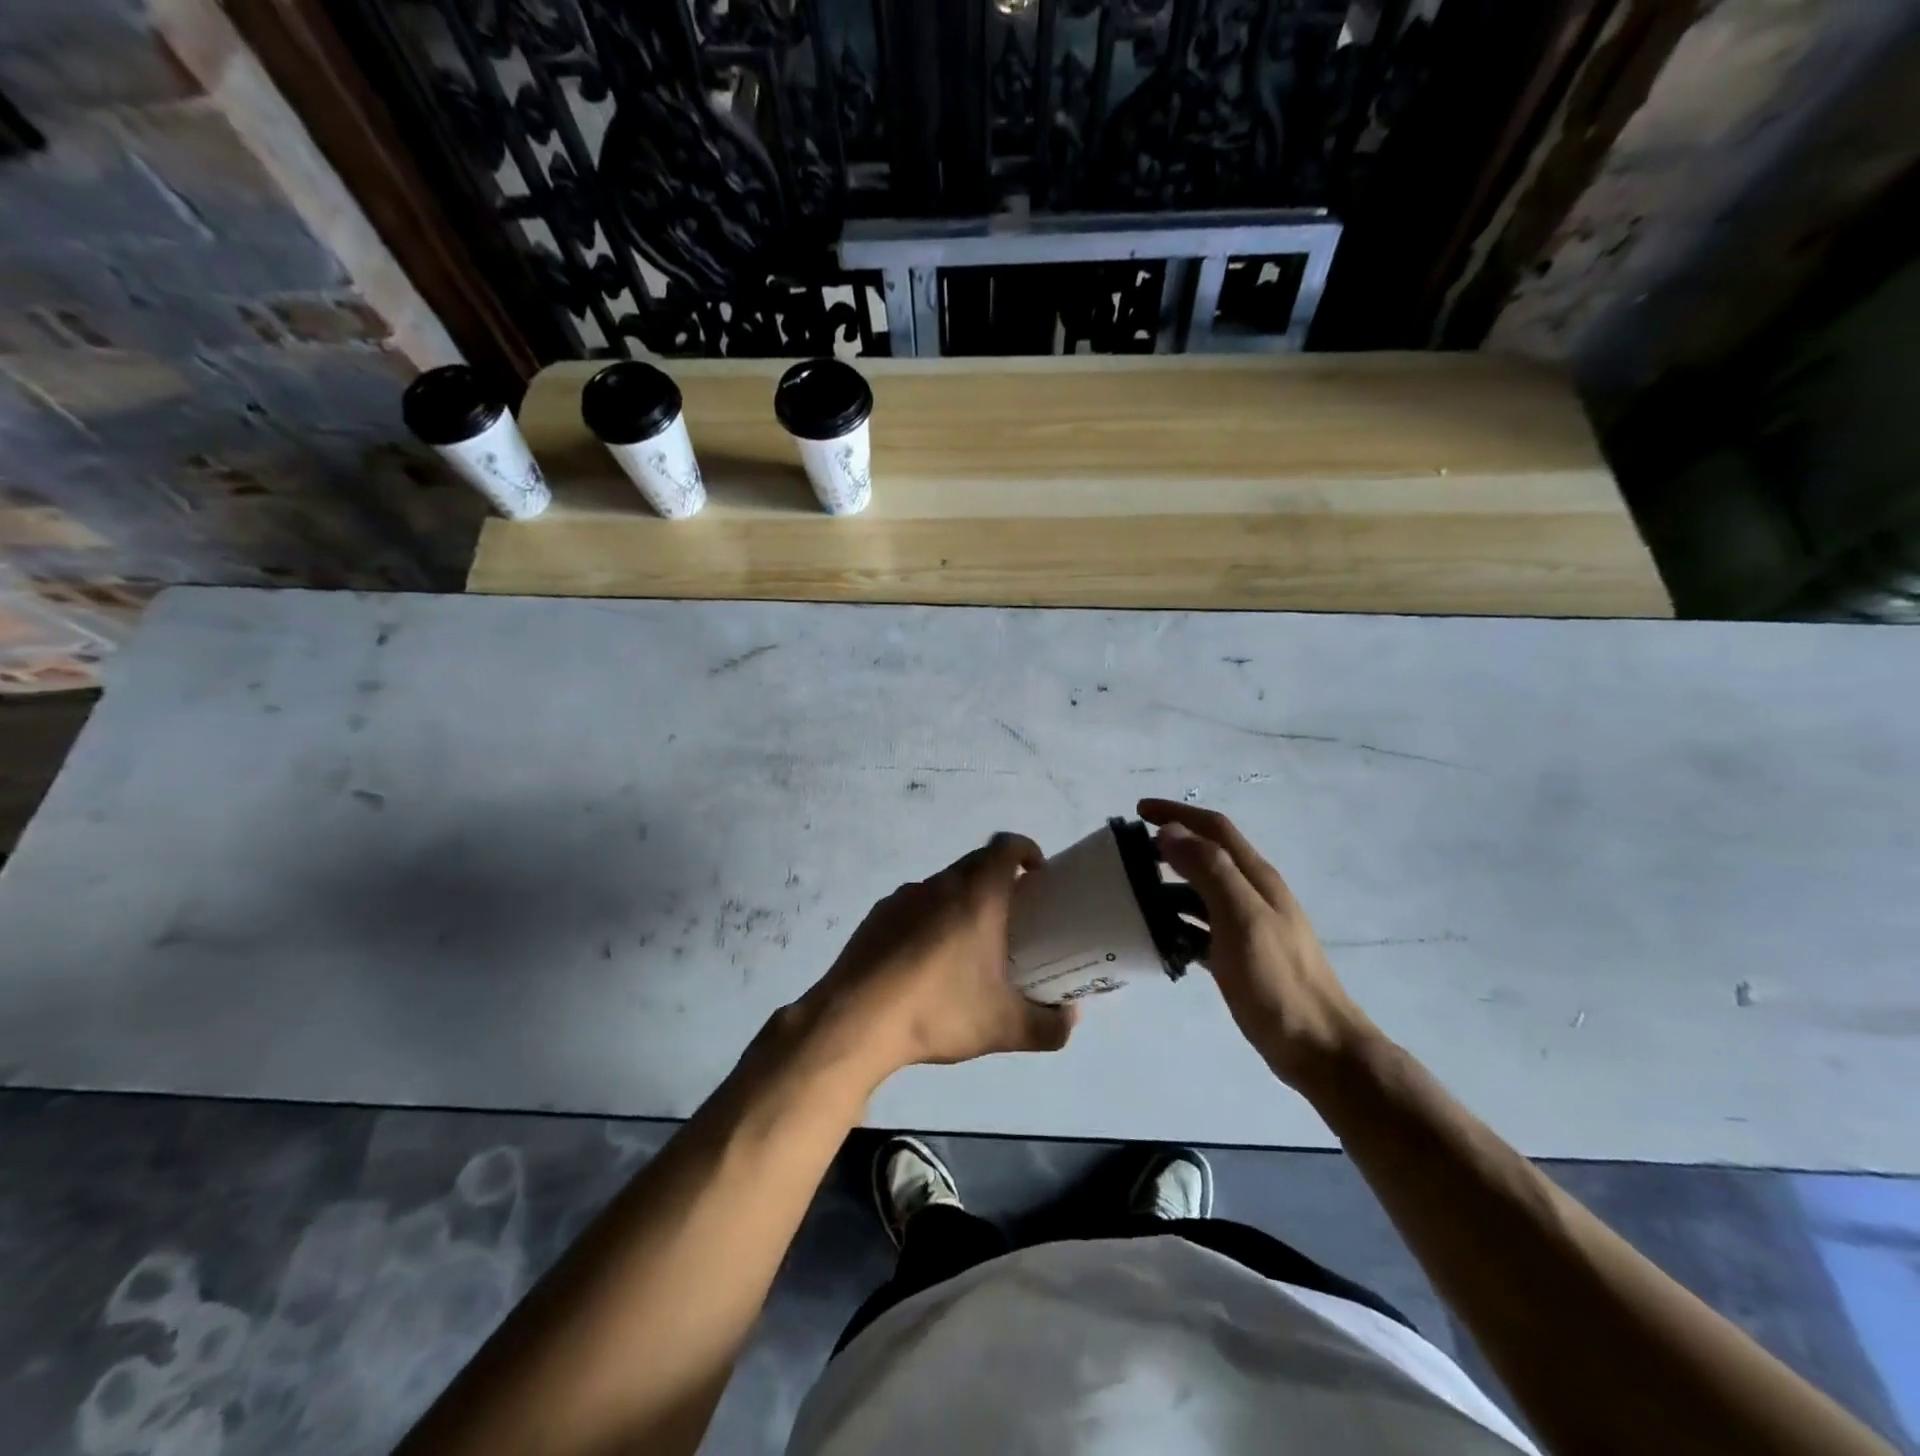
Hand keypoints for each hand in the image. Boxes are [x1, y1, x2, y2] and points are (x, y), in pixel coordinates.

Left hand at [797, 833, 1076, 1079]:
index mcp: (976, 895)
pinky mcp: (876, 916)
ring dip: (961, 901)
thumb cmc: (938, 1011)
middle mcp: (940, 884)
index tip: (1037, 875)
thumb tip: (1071, 1018)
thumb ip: (1049, 1026)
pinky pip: (914, 905)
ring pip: (943, 884)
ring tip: (966, 946)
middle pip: (976, 863)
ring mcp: (903, 897)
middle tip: (1011, 918)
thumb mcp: (1004, 1028)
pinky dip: (928, 919)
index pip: (1006, 846)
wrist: (855, 1022)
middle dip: (998, 880)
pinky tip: (924, 962)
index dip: (1026, 849)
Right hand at [1139, 800, 1374, 1088]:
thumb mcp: (1241, 919)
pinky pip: (1201, 928)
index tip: (1138, 810)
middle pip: (1207, 856)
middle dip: (1169, 847)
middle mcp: (1253, 894)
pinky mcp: (1241, 956)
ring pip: (1201, 893)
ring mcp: (1249, 926)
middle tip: (1128, 855)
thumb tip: (1170, 831)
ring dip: (1168, 886)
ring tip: (1132, 896)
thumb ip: (1209, 870)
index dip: (1177, 813)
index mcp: (1257, 878)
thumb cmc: (1277, 981)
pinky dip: (1177, 924)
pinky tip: (1157, 938)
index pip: (1214, 829)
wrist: (1318, 1048)